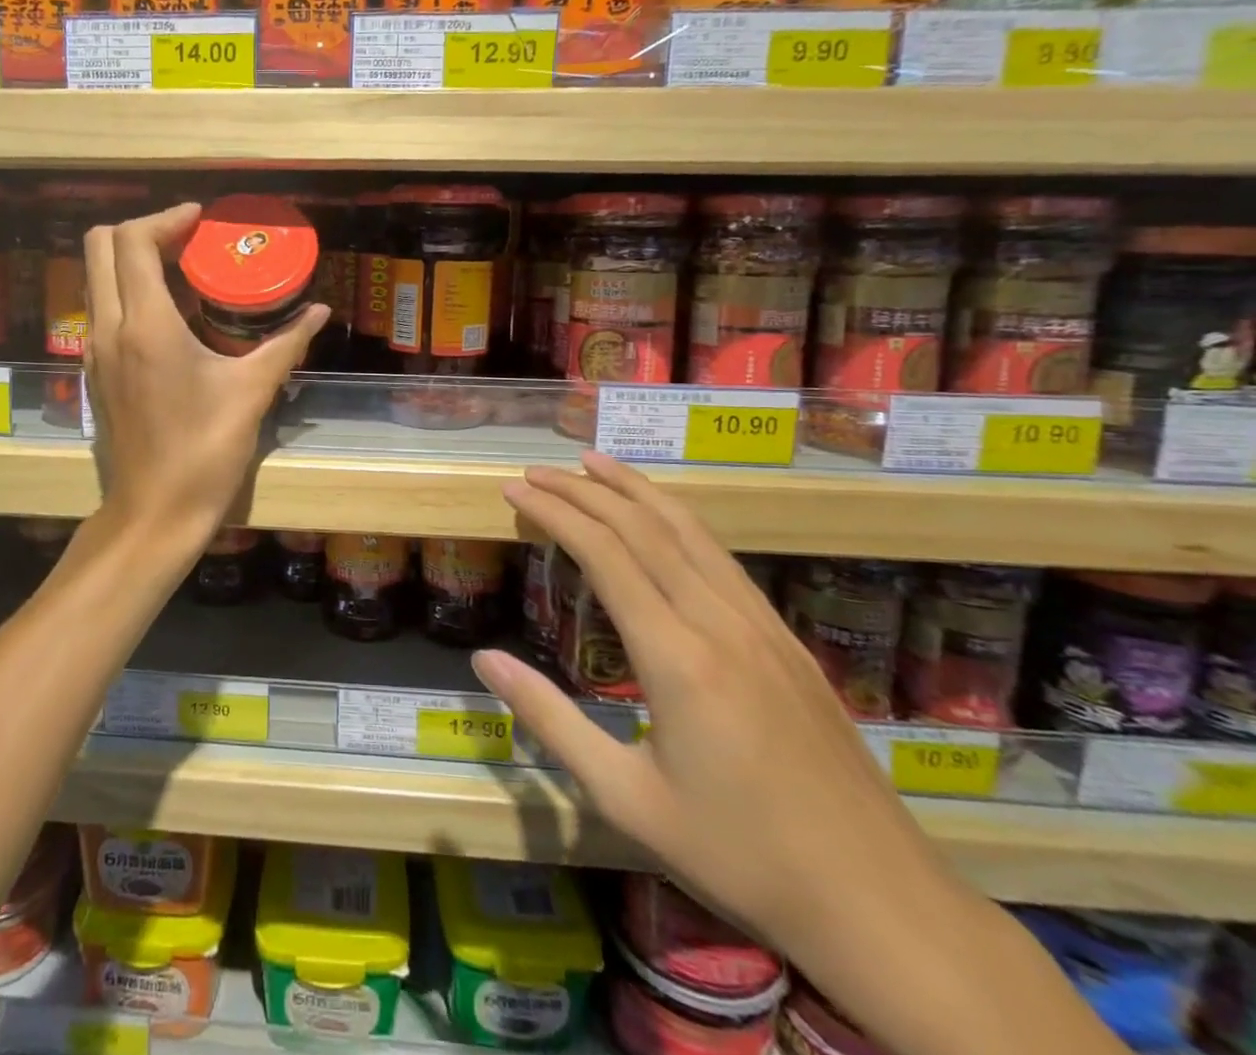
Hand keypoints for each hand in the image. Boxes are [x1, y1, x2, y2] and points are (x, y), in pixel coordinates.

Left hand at [83, 203, 328, 550]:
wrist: (154, 511)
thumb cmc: (205, 450)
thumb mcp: (253, 391)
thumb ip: (286, 342)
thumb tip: (320, 312)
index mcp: (146, 325)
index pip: (133, 242)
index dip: (166, 218)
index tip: (200, 220)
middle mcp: (109, 328)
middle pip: (99, 246)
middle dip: (142, 230)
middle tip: (187, 240)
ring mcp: (95, 351)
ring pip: (96, 277)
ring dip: (131, 260)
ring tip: (181, 271)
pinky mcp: (95, 372)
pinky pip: (101, 308)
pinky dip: (126, 291)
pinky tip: (169, 315)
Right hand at [473, 452, 962, 962]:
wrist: (880, 903)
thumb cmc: (739, 855)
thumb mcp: (625, 798)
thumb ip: (550, 720)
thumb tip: (485, 658)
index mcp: (677, 657)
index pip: (604, 554)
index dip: (555, 513)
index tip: (515, 489)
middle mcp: (719, 622)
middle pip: (643, 528)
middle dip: (584, 491)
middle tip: (536, 470)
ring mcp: (761, 625)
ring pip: (689, 531)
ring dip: (634, 489)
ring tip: (593, 463)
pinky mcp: (786, 638)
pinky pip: (721, 557)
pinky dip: (678, 519)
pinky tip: (663, 517)